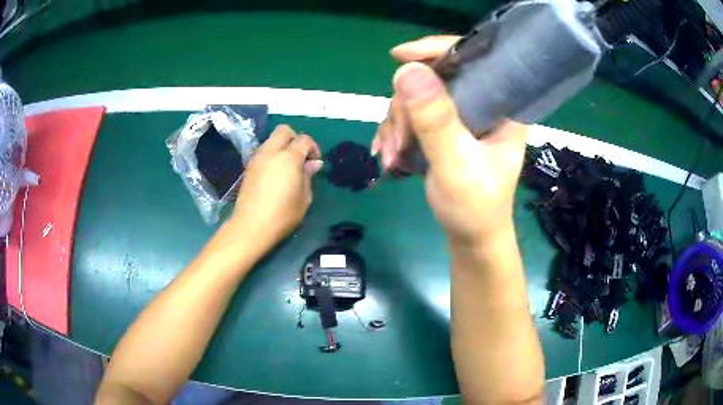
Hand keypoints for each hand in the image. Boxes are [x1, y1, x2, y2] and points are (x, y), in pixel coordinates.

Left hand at [231, 125, 322, 251]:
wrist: (251, 226)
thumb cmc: (283, 214)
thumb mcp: (304, 198)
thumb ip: (308, 176)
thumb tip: (313, 163)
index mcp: (289, 157)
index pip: (304, 140)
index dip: (313, 148)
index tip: (315, 164)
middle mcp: (271, 151)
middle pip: (284, 131)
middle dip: (295, 139)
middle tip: (301, 158)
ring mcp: (257, 158)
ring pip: (271, 139)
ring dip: (282, 147)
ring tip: (287, 167)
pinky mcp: (249, 167)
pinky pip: (263, 152)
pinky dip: (272, 155)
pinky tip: (275, 174)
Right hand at [373, 37, 527, 246]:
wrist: (471, 239)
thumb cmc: (475, 206)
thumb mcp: (456, 163)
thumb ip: (435, 119)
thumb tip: (407, 69)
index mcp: (502, 104)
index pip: (473, 58)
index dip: (437, 50)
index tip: (400, 57)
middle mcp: (482, 104)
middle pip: (435, 78)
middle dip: (406, 107)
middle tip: (397, 142)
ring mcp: (462, 116)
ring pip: (417, 98)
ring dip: (396, 126)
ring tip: (390, 159)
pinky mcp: (445, 130)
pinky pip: (411, 117)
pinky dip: (395, 134)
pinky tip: (387, 156)